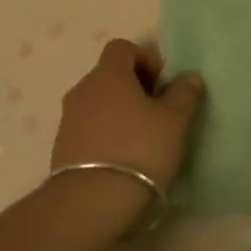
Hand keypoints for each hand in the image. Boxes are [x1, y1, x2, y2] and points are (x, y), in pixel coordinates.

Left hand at [52, 40, 203, 189]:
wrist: (92, 203)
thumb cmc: (140, 150)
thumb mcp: (174, 121)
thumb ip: (184, 94)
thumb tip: (189, 76)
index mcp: (108, 74)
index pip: (122, 47)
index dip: (145, 58)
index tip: (162, 84)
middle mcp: (83, 89)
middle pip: (109, 75)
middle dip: (133, 87)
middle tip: (157, 112)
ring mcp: (68, 119)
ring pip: (98, 103)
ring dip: (118, 113)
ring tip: (141, 139)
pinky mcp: (61, 148)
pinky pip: (87, 129)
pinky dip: (104, 135)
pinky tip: (122, 159)